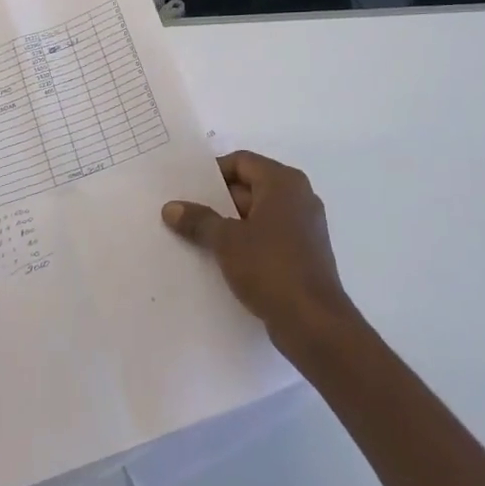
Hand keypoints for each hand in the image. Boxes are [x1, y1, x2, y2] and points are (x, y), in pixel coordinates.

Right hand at [163, 151, 357, 352]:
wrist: (314, 323)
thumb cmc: (270, 268)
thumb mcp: (226, 241)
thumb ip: (199, 220)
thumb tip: (171, 207)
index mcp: (283, 182)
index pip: (242, 162)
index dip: (212, 173)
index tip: (187, 189)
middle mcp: (299, 196)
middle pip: (250, 187)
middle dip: (218, 200)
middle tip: (186, 213)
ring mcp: (305, 226)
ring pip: (259, 214)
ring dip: (230, 224)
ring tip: (197, 237)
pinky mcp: (305, 253)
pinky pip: (270, 236)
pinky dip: (247, 241)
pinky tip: (222, 259)